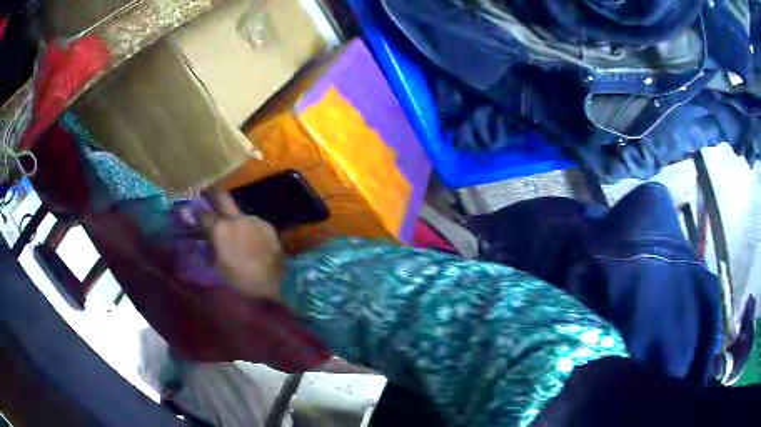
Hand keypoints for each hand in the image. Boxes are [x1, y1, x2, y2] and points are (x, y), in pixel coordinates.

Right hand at [199, 189, 284, 302]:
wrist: (278, 278)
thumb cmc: (243, 277)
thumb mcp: (220, 268)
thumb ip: (210, 250)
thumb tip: (206, 242)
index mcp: (220, 229)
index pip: (203, 214)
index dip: (197, 213)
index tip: (193, 214)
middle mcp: (235, 218)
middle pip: (222, 197)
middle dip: (213, 194)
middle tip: (207, 196)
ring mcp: (253, 219)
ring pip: (238, 213)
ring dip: (233, 219)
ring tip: (234, 233)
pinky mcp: (266, 224)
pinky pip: (251, 223)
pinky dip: (247, 228)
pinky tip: (250, 240)